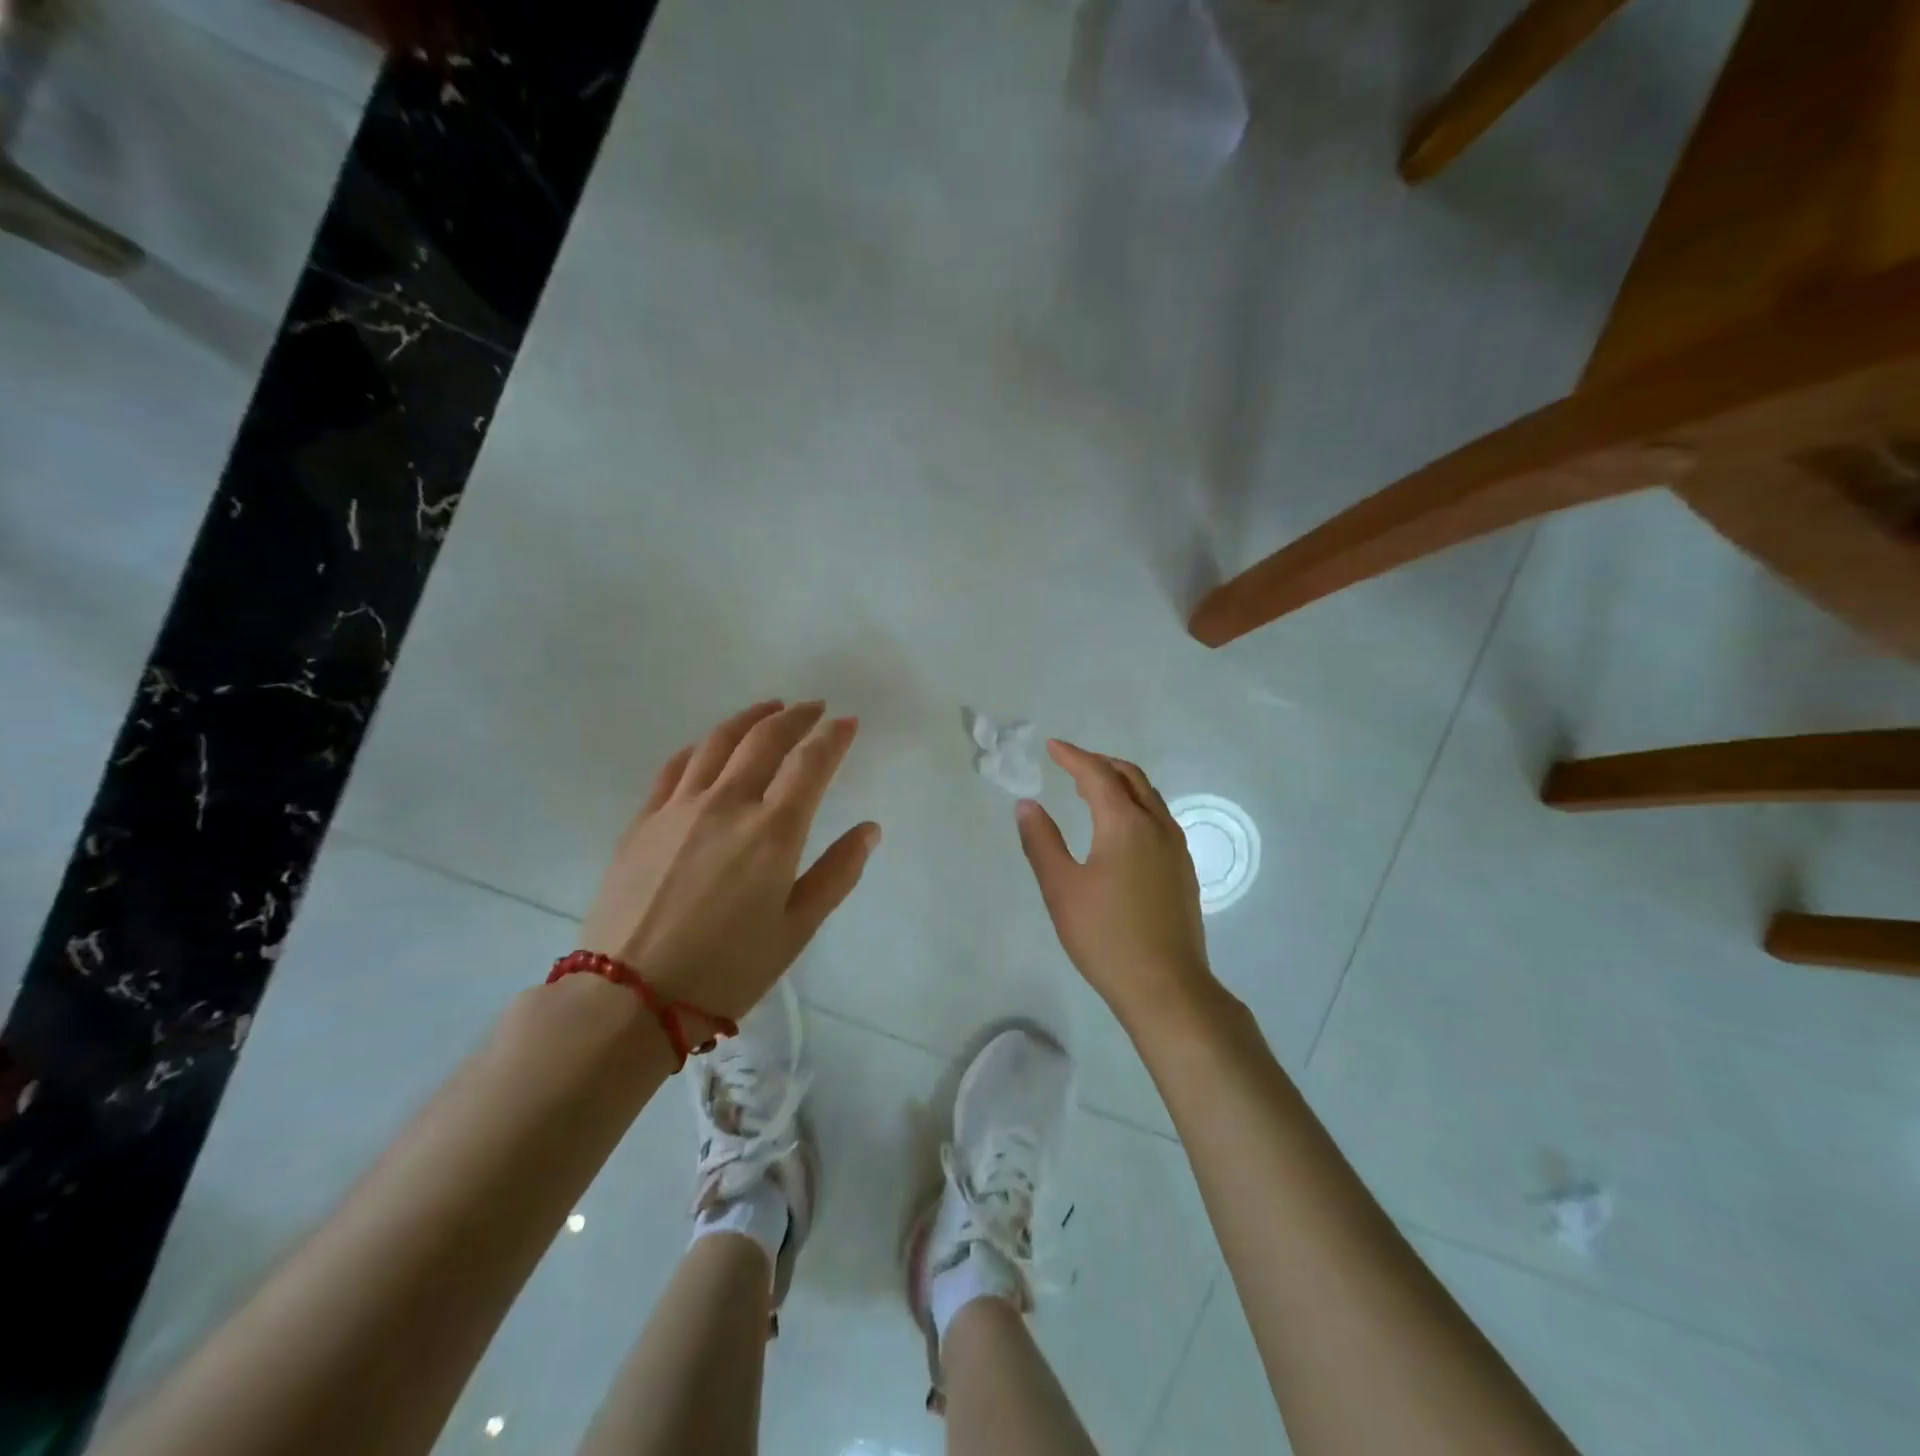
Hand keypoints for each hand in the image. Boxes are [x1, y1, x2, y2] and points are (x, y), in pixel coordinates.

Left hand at [578, 700, 879, 1022]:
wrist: (629, 998)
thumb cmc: (727, 971)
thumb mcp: (796, 930)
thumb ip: (837, 873)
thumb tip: (870, 829)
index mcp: (773, 831)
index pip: (810, 763)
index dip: (833, 737)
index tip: (847, 722)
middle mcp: (728, 803)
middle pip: (765, 739)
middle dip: (795, 717)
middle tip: (813, 708)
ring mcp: (680, 807)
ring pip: (718, 741)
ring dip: (749, 718)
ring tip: (769, 709)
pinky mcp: (644, 820)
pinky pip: (676, 766)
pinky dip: (701, 746)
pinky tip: (709, 746)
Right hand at [1015, 741, 1214, 1027]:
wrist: (1166, 987)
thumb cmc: (1105, 936)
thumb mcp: (1061, 888)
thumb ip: (1041, 841)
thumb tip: (1027, 804)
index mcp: (1125, 824)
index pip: (1097, 775)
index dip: (1073, 756)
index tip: (1052, 746)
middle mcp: (1157, 826)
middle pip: (1131, 777)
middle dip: (1100, 763)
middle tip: (1072, 764)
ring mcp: (1176, 849)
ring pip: (1150, 797)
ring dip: (1121, 783)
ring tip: (1094, 789)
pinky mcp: (1183, 870)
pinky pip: (1159, 818)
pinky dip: (1136, 805)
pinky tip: (1121, 829)